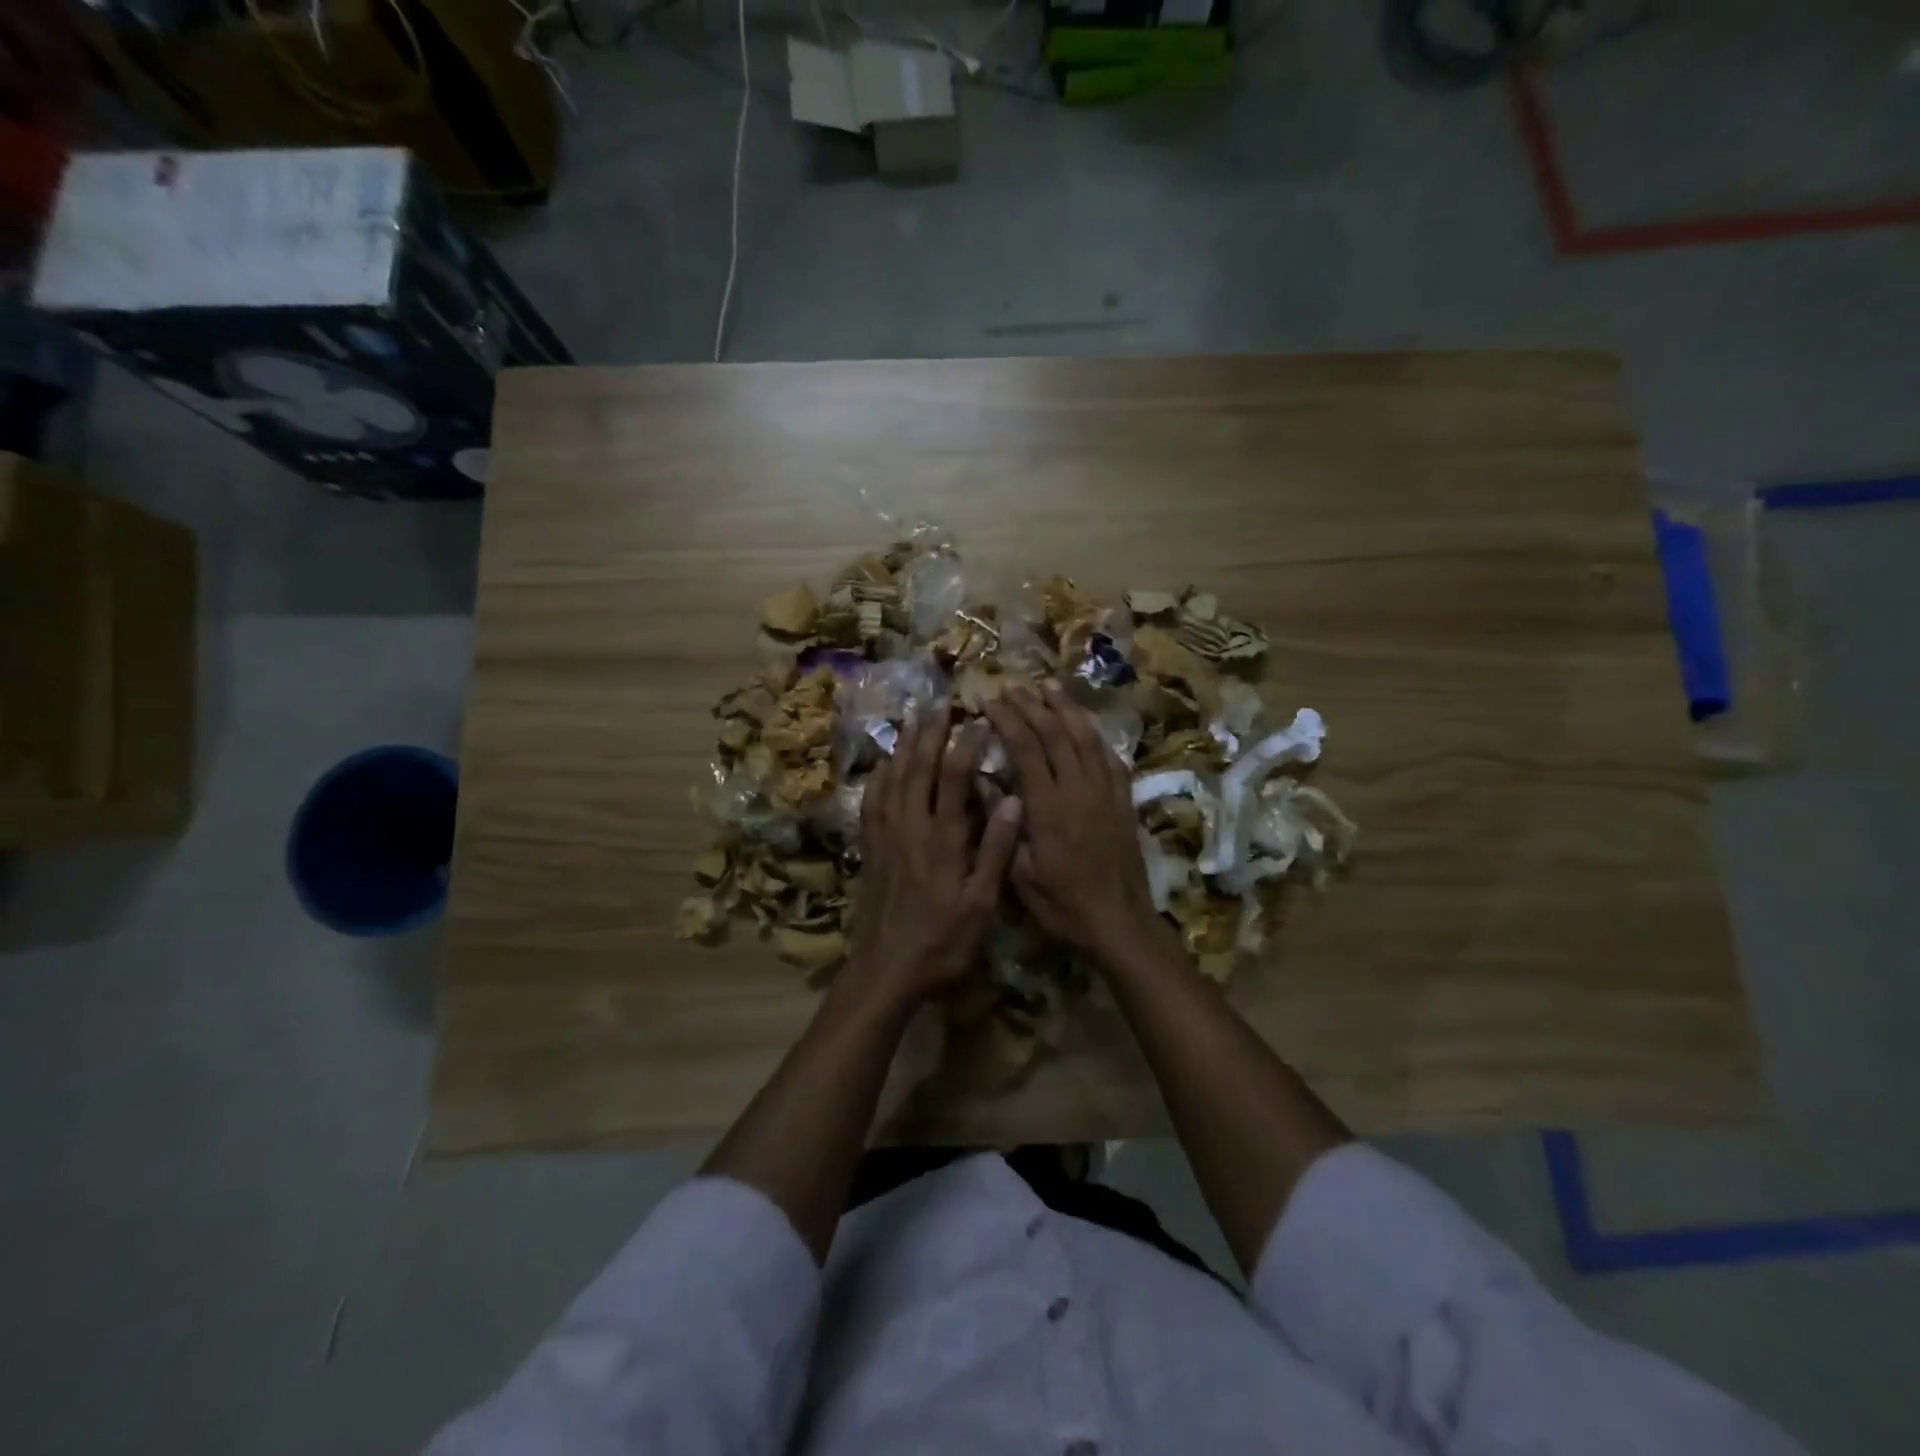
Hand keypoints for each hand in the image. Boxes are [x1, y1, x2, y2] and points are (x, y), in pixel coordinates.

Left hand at [848, 711, 1023, 1010]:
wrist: (886, 971)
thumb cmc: (942, 941)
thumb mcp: (981, 904)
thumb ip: (995, 851)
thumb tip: (1011, 800)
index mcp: (943, 839)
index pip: (954, 778)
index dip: (966, 744)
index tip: (979, 720)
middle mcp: (911, 828)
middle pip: (918, 769)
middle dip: (930, 734)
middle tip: (940, 705)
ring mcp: (885, 837)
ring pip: (892, 779)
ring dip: (903, 747)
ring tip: (912, 721)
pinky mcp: (870, 849)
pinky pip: (871, 803)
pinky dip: (878, 778)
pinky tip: (882, 766)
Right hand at [984, 682, 1167, 971]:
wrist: (1119, 922)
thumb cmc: (1062, 904)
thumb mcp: (1019, 874)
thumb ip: (1001, 825)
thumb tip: (981, 782)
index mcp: (1048, 807)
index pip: (1025, 748)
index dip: (1007, 720)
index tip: (989, 701)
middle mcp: (1079, 790)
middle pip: (1055, 734)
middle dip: (1032, 705)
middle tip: (1012, 686)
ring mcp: (1106, 792)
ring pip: (1086, 738)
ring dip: (1066, 709)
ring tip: (1049, 687)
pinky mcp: (1123, 801)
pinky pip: (1110, 757)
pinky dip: (1095, 736)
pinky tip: (1085, 726)